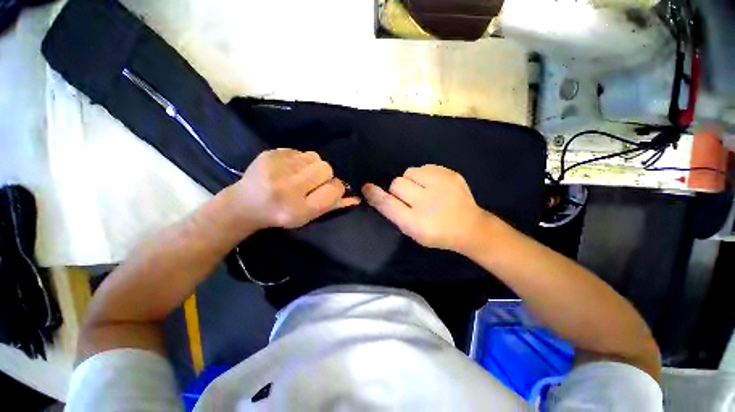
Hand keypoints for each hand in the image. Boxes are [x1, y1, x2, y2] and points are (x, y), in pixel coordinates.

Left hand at [230, 149, 359, 229]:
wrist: (245, 204)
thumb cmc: (281, 214)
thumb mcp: (308, 216)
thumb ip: (332, 206)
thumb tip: (356, 197)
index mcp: (299, 208)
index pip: (334, 189)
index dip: (336, 188)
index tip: (327, 190)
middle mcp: (288, 188)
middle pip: (326, 168)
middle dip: (324, 176)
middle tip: (312, 182)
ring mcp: (276, 168)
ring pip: (315, 157)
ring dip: (313, 166)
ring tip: (300, 175)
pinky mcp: (269, 154)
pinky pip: (300, 151)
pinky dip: (300, 160)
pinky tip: (289, 169)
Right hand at [362, 165, 485, 250]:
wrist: (469, 227)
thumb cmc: (436, 233)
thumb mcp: (412, 231)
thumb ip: (394, 213)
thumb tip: (377, 193)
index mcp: (416, 222)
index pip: (388, 204)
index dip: (375, 194)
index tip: (367, 187)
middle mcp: (427, 202)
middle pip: (397, 183)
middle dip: (398, 190)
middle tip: (409, 197)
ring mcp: (441, 185)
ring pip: (409, 172)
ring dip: (410, 180)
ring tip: (422, 190)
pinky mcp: (450, 174)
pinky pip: (424, 167)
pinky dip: (423, 175)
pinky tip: (432, 185)